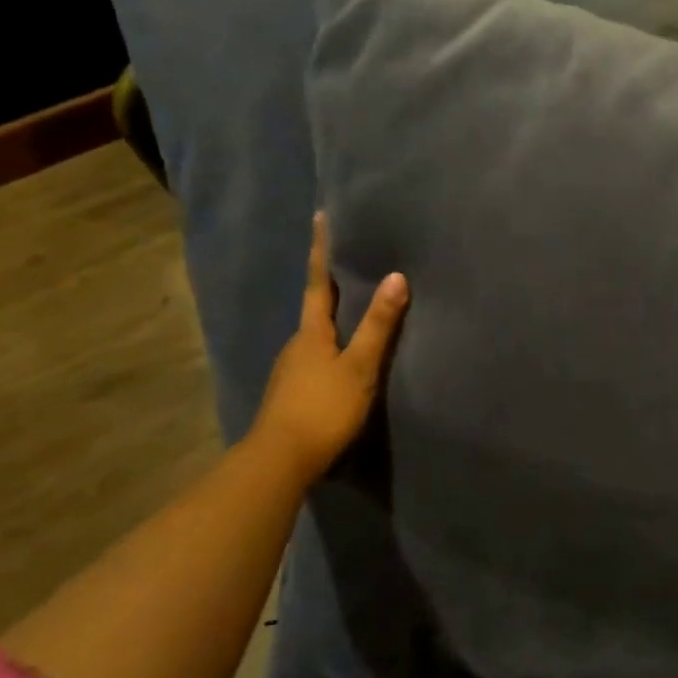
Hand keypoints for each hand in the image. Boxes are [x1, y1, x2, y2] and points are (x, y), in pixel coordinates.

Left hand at [253, 213, 408, 475]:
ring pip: (316, 335)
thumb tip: (396, 277)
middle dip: (331, 285)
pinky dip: (332, 348)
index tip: (320, 217)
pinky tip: (345, 359)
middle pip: (316, 307)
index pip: (317, 281)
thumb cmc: (322, 408)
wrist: (280, 461)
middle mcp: (297, 344)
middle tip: (351, 264)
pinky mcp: (293, 393)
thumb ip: (378, 325)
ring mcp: (291, 370)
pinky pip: (316, 358)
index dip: (321, 250)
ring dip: (333, 320)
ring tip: (357, 312)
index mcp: (311, 332)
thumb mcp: (359, 367)